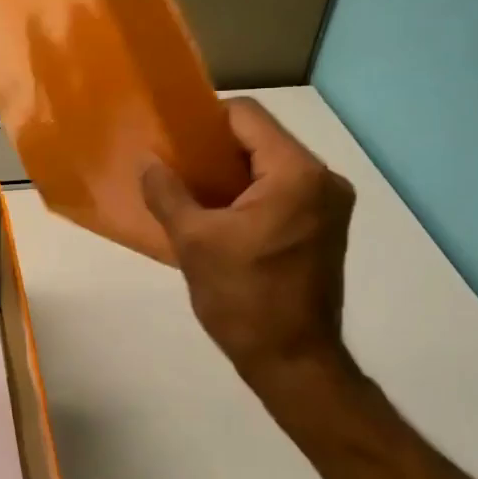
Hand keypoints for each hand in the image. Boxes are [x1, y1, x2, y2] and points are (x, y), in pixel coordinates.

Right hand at [142, 98, 357, 422]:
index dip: (204, 121)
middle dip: (215, 150)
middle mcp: (323, 179)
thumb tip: (147, 162)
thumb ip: (167, 192)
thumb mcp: (194, 242)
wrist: (294, 363)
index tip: (172, 142)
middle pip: (260, 138)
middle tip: (176, 167)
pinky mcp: (326, 226)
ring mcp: (330, 204)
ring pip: (270, 165)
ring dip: (231, 173)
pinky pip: (282, 190)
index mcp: (297, 173)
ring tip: (192, 191)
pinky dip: (250, 193)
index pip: (246, 115)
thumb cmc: (244, 299)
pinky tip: (220, 215)